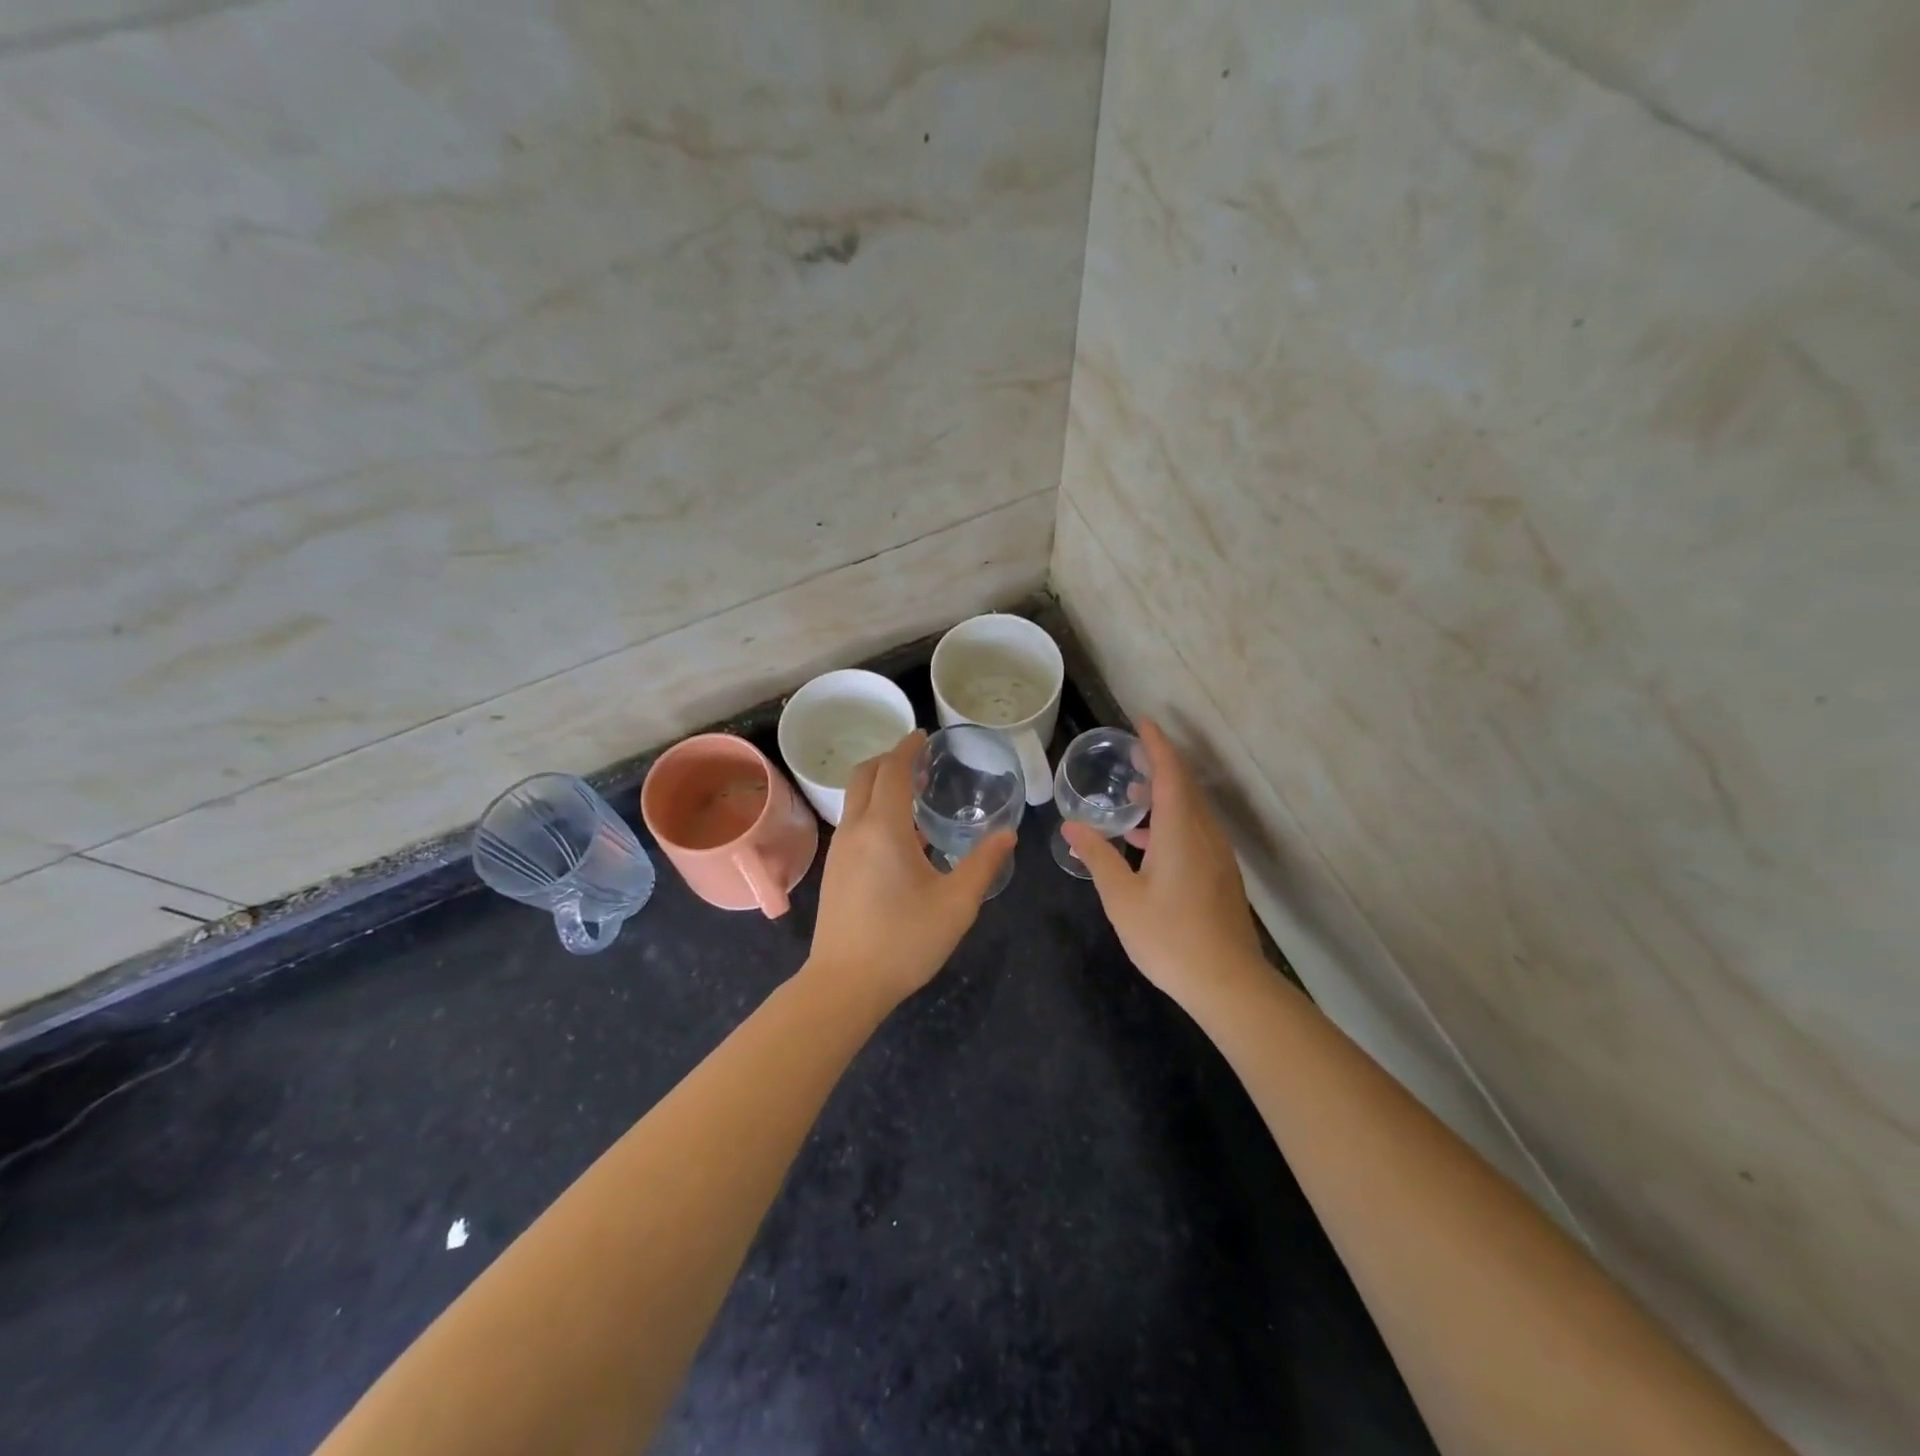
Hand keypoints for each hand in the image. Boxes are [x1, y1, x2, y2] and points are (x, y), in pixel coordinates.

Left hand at [807, 730, 1014, 1005]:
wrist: (845, 985)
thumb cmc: (904, 940)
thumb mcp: (956, 904)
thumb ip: (983, 863)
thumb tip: (1007, 834)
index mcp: (884, 828)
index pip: (892, 770)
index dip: (908, 749)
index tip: (924, 736)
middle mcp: (855, 830)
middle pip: (864, 776)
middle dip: (889, 759)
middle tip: (919, 760)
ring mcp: (840, 850)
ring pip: (855, 799)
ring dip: (879, 784)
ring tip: (913, 792)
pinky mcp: (835, 870)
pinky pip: (853, 822)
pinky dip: (873, 808)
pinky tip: (900, 835)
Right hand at [1062, 719, 1265, 1006]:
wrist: (1228, 983)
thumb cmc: (1169, 938)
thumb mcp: (1122, 898)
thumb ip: (1097, 857)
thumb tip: (1071, 825)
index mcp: (1180, 831)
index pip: (1170, 773)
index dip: (1156, 745)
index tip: (1142, 722)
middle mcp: (1204, 834)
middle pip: (1184, 786)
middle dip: (1160, 765)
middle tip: (1132, 754)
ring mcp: (1218, 855)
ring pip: (1191, 810)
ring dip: (1165, 796)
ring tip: (1133, 798)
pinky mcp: (1221, 875)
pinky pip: (1196, 832)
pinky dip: (1172, 822)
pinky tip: (1147, 844)